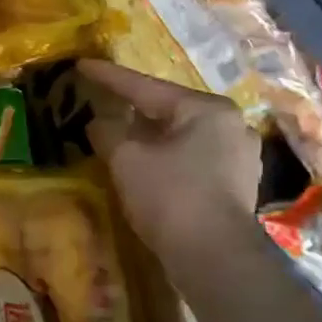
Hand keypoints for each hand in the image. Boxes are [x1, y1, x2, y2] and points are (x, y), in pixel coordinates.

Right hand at [79, 59, 259, 261]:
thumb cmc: (170, 196)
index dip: (109, 77)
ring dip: (150, 135)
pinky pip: (192, 157)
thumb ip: (108, 132)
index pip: (146, 88)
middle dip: (133, 108)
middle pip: (168, 110)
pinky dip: (166, 156)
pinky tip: (148, 163)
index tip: (82, 64)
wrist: (215, 257)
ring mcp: (239, 156)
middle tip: (102, 99)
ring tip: (122, 133)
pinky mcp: (236, 184)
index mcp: (206, 109)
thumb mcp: (126, 159)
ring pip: (181, 135)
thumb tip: (98, 122)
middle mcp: (230, 125)